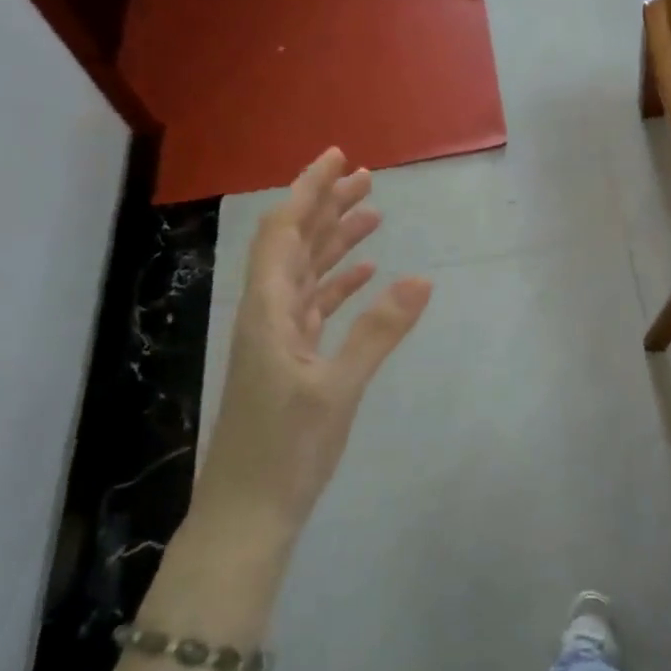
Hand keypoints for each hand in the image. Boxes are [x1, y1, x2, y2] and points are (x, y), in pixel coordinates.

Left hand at [196, 148, 431, 541]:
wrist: (249, 513)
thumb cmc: (286, 451)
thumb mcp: (338, 389)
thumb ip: (379, 331)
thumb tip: (422, 279)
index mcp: (267, 310)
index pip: (284, 232)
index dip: (310, 190)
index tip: (340, 157)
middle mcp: (268, 314)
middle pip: (295, 244)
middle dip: (327, 206)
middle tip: (367, 177)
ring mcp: (278, 338)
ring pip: (307, 273)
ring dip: (336, 241)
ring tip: (373, 214)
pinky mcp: (291, 360)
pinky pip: (316, 306)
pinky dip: (340, 284)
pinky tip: (366, 274)